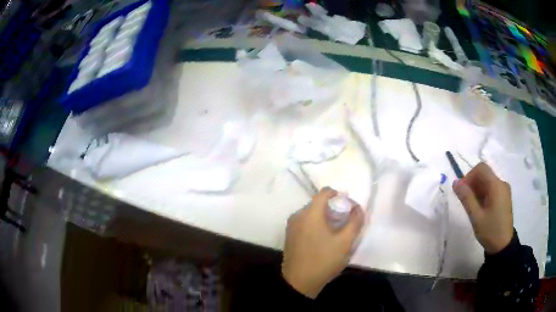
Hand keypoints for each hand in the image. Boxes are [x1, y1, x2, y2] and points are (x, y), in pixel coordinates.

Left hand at [281, 187, 363, 297]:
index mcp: (310, 213)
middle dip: (333, 208)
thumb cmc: (323, 260)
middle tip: (344, 221)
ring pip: (311, 213)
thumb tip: (358, 208)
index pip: (324, 192)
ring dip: (324, 217)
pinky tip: (323, 239)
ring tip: (335, 231)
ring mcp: (291, 226)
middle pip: (317, 203)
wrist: (299, 282)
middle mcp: (297, 215)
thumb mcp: (345, 242)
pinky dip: (315, 224)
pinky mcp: (289, 235)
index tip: (348, 206)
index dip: (339, 195)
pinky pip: (304, 222)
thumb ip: (355, 222)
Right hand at [452, 162, 513, 253]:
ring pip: (487, 181)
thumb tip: (455, 182)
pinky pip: (492, 188)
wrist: (503, 246)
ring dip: (477, 189)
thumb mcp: (476, 217)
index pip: (481, 168)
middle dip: (472, 183)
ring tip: (471, 206)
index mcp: (496, 185)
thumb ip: (466, 198)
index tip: (461, 191)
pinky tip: (479, 207)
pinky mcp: (504, 197)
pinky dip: (483, 193)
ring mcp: (504, 190)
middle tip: (464, 200)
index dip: (469, 176)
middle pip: (484, 174)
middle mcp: (501, 183)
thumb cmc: (490, 231)